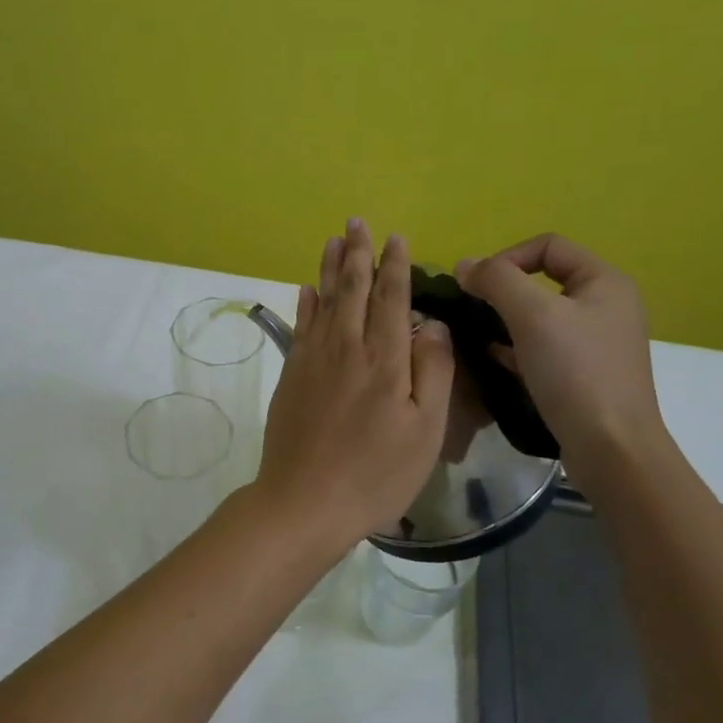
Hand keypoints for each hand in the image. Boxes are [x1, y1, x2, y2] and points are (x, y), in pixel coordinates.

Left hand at [250, 220, 455, 554]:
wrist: (304, 501)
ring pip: (323, 301)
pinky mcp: (291, 375)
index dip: (394, 266)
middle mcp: (346, 347)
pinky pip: (300, 326)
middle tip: (357, 222)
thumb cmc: (375, 473)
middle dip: (357, 253)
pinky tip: (307, 289)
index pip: (390, 298)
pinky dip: (305, 303)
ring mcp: (313, 359)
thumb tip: (430, 322)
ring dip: (329, 268)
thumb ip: (431, 370)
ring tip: (333, 240)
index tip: (396, 238)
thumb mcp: (424, 430)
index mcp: (384, 359)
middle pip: (352, 289)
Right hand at [455, 234, 666, 491]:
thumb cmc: (576, 372)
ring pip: (542, 316)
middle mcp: (606, 306)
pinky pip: (544, 348)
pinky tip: (492, 358)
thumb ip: (496, 280)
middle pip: (543, 280)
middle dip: (503, 291)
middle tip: (473, 310)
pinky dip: (516, 347)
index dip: (507, 257)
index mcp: (604, 282)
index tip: (478, 287)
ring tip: (476, 334)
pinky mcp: (585, 374)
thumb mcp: (532, 315)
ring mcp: (597, 343)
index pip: (548, 246)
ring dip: (506, 320)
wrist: (612, 449)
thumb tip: (465, 265)